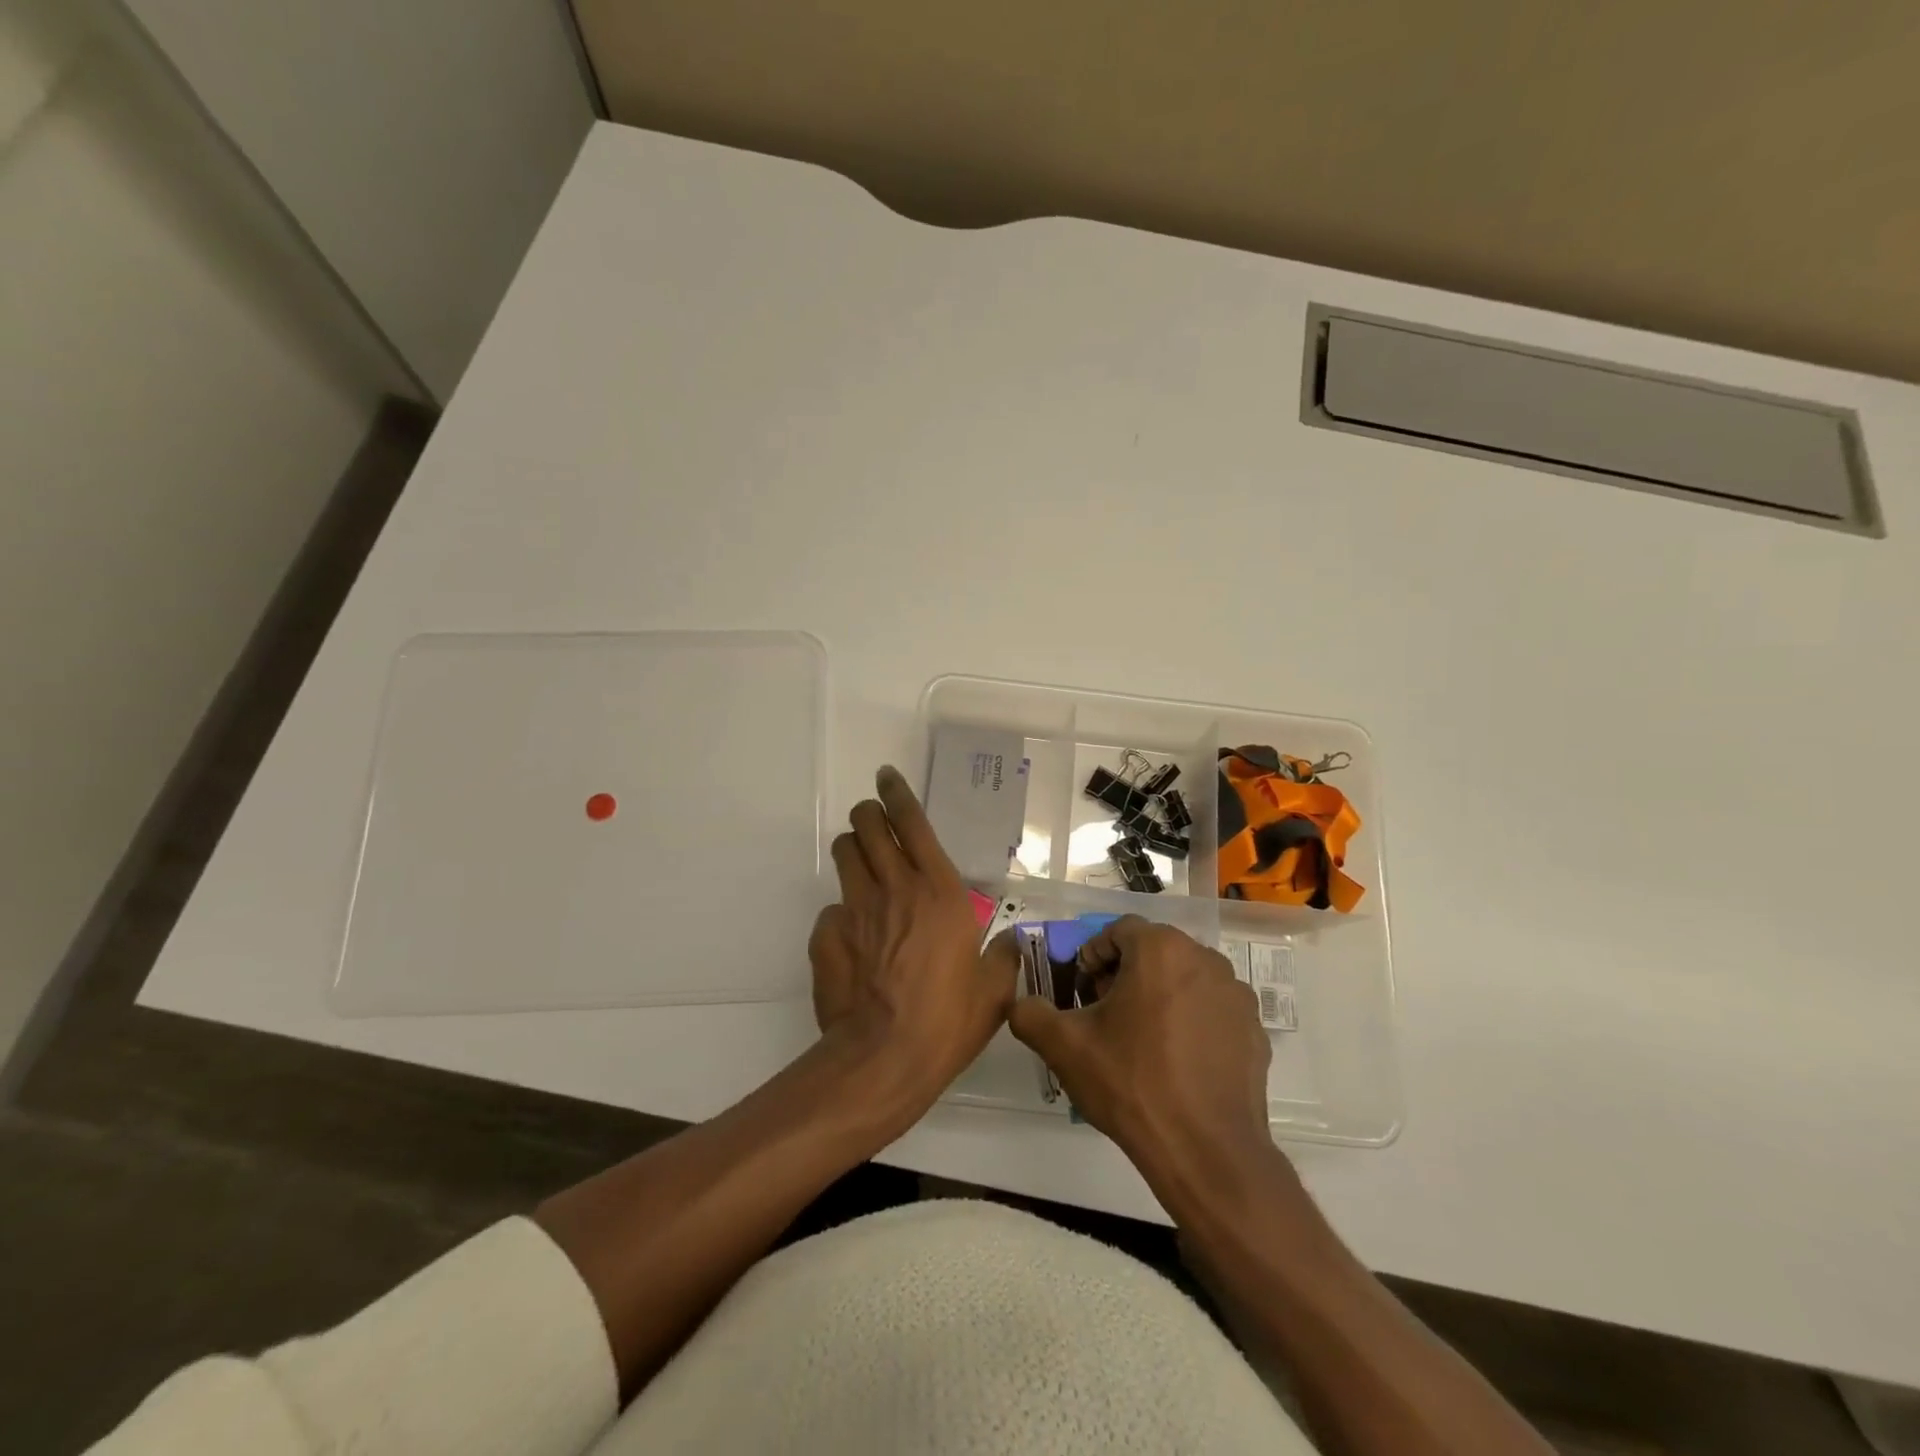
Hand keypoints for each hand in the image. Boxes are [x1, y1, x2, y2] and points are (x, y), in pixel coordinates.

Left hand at [809, 766, 1019, 1120]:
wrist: (885, 1058)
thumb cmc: (949, 1019)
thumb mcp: (994, 988)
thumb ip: (1004, 954)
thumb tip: (1010, 941)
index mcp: (939, 890)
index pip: (912, 822)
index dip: (897, 793)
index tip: (887, 776)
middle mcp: (894, 886)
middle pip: (867, 825)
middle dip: (868, 814)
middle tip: (873, 821)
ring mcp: (855, 908)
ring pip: (844, 854)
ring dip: (852, 850)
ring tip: (862, 865)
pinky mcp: (827, 935)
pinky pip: (831, 909)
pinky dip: (842, 913)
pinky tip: (852, 939)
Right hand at [1009, 915, 1273, 1193]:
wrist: (1206, 1152)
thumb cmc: (1132, 1084)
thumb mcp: (1064, 1046)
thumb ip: (1030, 1012)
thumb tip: (1022, 1003)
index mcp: (1161, 949)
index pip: (1118, 930)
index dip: (1093, 956)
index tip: (1082, 992)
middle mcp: (1204, 959)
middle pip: (1154, 951)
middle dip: (1125, 974)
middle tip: (1105, 1015)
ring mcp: (1236, 995)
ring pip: (1184, 979)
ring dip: (1159, 995)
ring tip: (1141, 1040)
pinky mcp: (1255, 1030)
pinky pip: (1212, 1010)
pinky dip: (1191, 1021)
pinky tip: (1176, 1062)